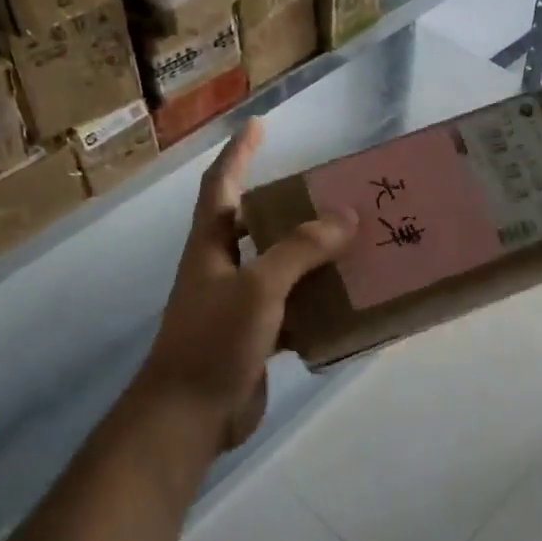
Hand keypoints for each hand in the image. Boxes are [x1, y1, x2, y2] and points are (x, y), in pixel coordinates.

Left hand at [134, 119, 357, 452]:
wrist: (189, 416)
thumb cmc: (214, 341)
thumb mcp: (259, 288)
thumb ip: (300, 250)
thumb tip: (346, 216)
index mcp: (210, 246)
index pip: (221, 185)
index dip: (238, 153)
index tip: (258, 124)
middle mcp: (221, 268)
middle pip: (255, 224)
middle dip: (288, 206)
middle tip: (330, 193)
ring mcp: (237, 304)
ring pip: (279, 268)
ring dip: (310, 256)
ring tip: (352, 242)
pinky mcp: (254, 337)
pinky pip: (292, 309)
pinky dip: (316, 303)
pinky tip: (347, 301)